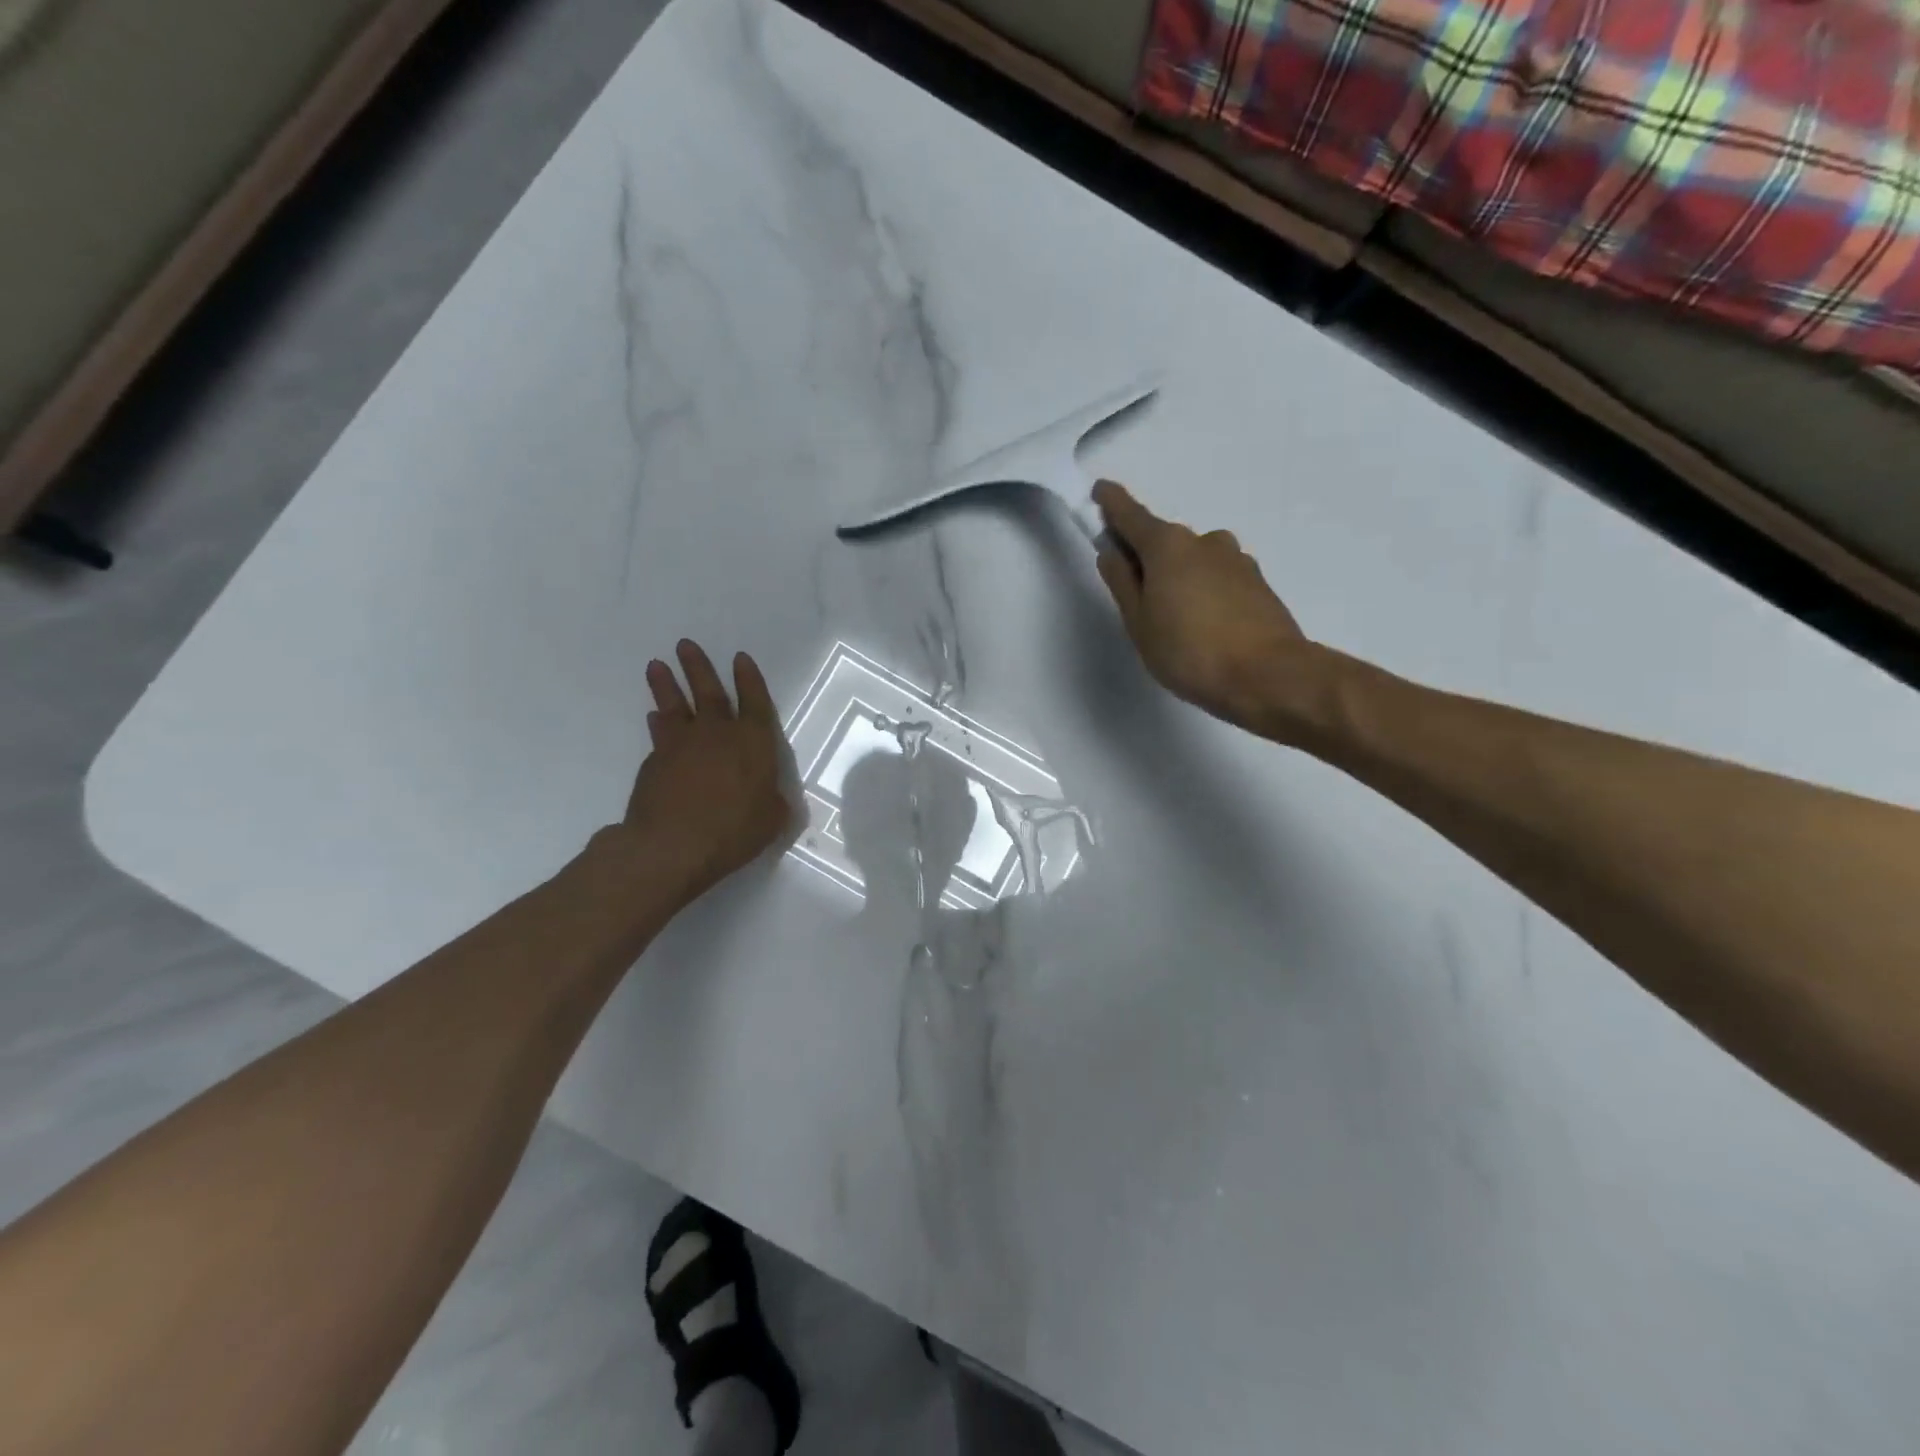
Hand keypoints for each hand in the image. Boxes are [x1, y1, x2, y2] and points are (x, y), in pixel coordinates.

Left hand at [618, 640, 793, 901]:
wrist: (672, 845)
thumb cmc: (734, 830)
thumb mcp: (772, 820)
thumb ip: (772, 801)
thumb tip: (767, 795)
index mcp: (753, 742)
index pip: (755, 701)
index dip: (749, 679)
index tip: (740, 658)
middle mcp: (717, 734)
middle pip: (709, 692)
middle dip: (699, 667)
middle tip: (685, 645)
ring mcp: (681, 745)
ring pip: (674, 705)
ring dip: (667, 685)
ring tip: (656, 666)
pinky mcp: (654, 762)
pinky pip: (659, 734)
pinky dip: (658, 722)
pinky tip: (654, 717)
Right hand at [1093, 480, 1319, 736]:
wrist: (1268, 677)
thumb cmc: (1189, 652)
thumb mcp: (1139, 622)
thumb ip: (1122, 582)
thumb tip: (1112, 551)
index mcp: (1168, 546)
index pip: (1131, 515)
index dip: (1112, 503)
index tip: (1099, 491)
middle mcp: (1204, 541)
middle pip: (1164, 540)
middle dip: (1145, 555)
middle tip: (1132, 590)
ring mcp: (1236, 560)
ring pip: (1194, 560)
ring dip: (1178, 575)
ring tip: (1172, 618)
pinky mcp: (1257, 583)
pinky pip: (1217, 577)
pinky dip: (1203, 589)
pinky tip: (1202, 624)